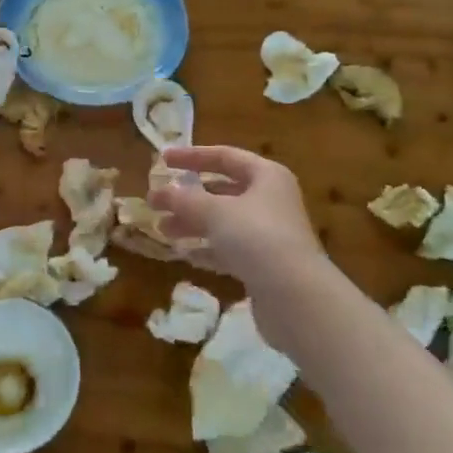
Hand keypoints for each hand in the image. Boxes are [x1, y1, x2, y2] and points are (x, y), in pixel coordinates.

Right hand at [149, 145, 329, 339]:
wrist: (296, 296)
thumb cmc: (256, 238)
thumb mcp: (215, 212)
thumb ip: (184, 200)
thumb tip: (159, 192)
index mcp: (266, 176)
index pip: (225, 156)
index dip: (192, 156)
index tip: (163, 160)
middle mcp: (271, 200)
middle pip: (223, 191)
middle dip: (189, 197)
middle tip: (157, 203)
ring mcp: (270, 234)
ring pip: (224, 222)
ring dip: (193, 224)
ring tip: (162, 230)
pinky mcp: (265, 265)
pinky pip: (230, 249)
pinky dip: (207, 249)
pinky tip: (185, 255)